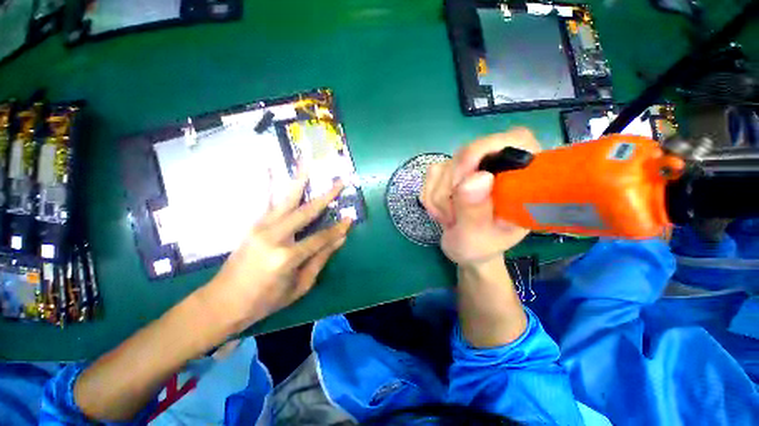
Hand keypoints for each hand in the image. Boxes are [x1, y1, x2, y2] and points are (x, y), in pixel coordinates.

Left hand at [201, 174, 351, 333]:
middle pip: (306, 211)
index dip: (337, 229)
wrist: (223, 303)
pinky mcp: (252, 225)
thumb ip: (321, 259)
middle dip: (327, 196)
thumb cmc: (265, 300)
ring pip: (285, 198)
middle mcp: (274, 236)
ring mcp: (260, 227)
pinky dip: (266, 182)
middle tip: (341, 181)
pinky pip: (262, 200)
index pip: (321, 237)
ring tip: (306, 159)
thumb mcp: (300, 286)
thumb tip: (340, 239)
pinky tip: (268, 166)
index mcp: (287, 257)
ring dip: (298, 178)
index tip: (351, 218)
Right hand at [421, 128, 540, 265]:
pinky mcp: (451, 170)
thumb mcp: (478, 237)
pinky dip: (431, 196)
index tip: (463, 184)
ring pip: (443, 166)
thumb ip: (475, 211)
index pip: (515, 140)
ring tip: (453, 218)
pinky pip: (431, 175)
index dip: (485, 153)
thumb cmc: (480, 246)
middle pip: (466, 154)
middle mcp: (498, 164)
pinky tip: (443, 210)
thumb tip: (476, 177)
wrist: (465, 248)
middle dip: (452, 188)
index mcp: (523, 177)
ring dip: (439, 197)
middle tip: (455, 215)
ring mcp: (471, 166)